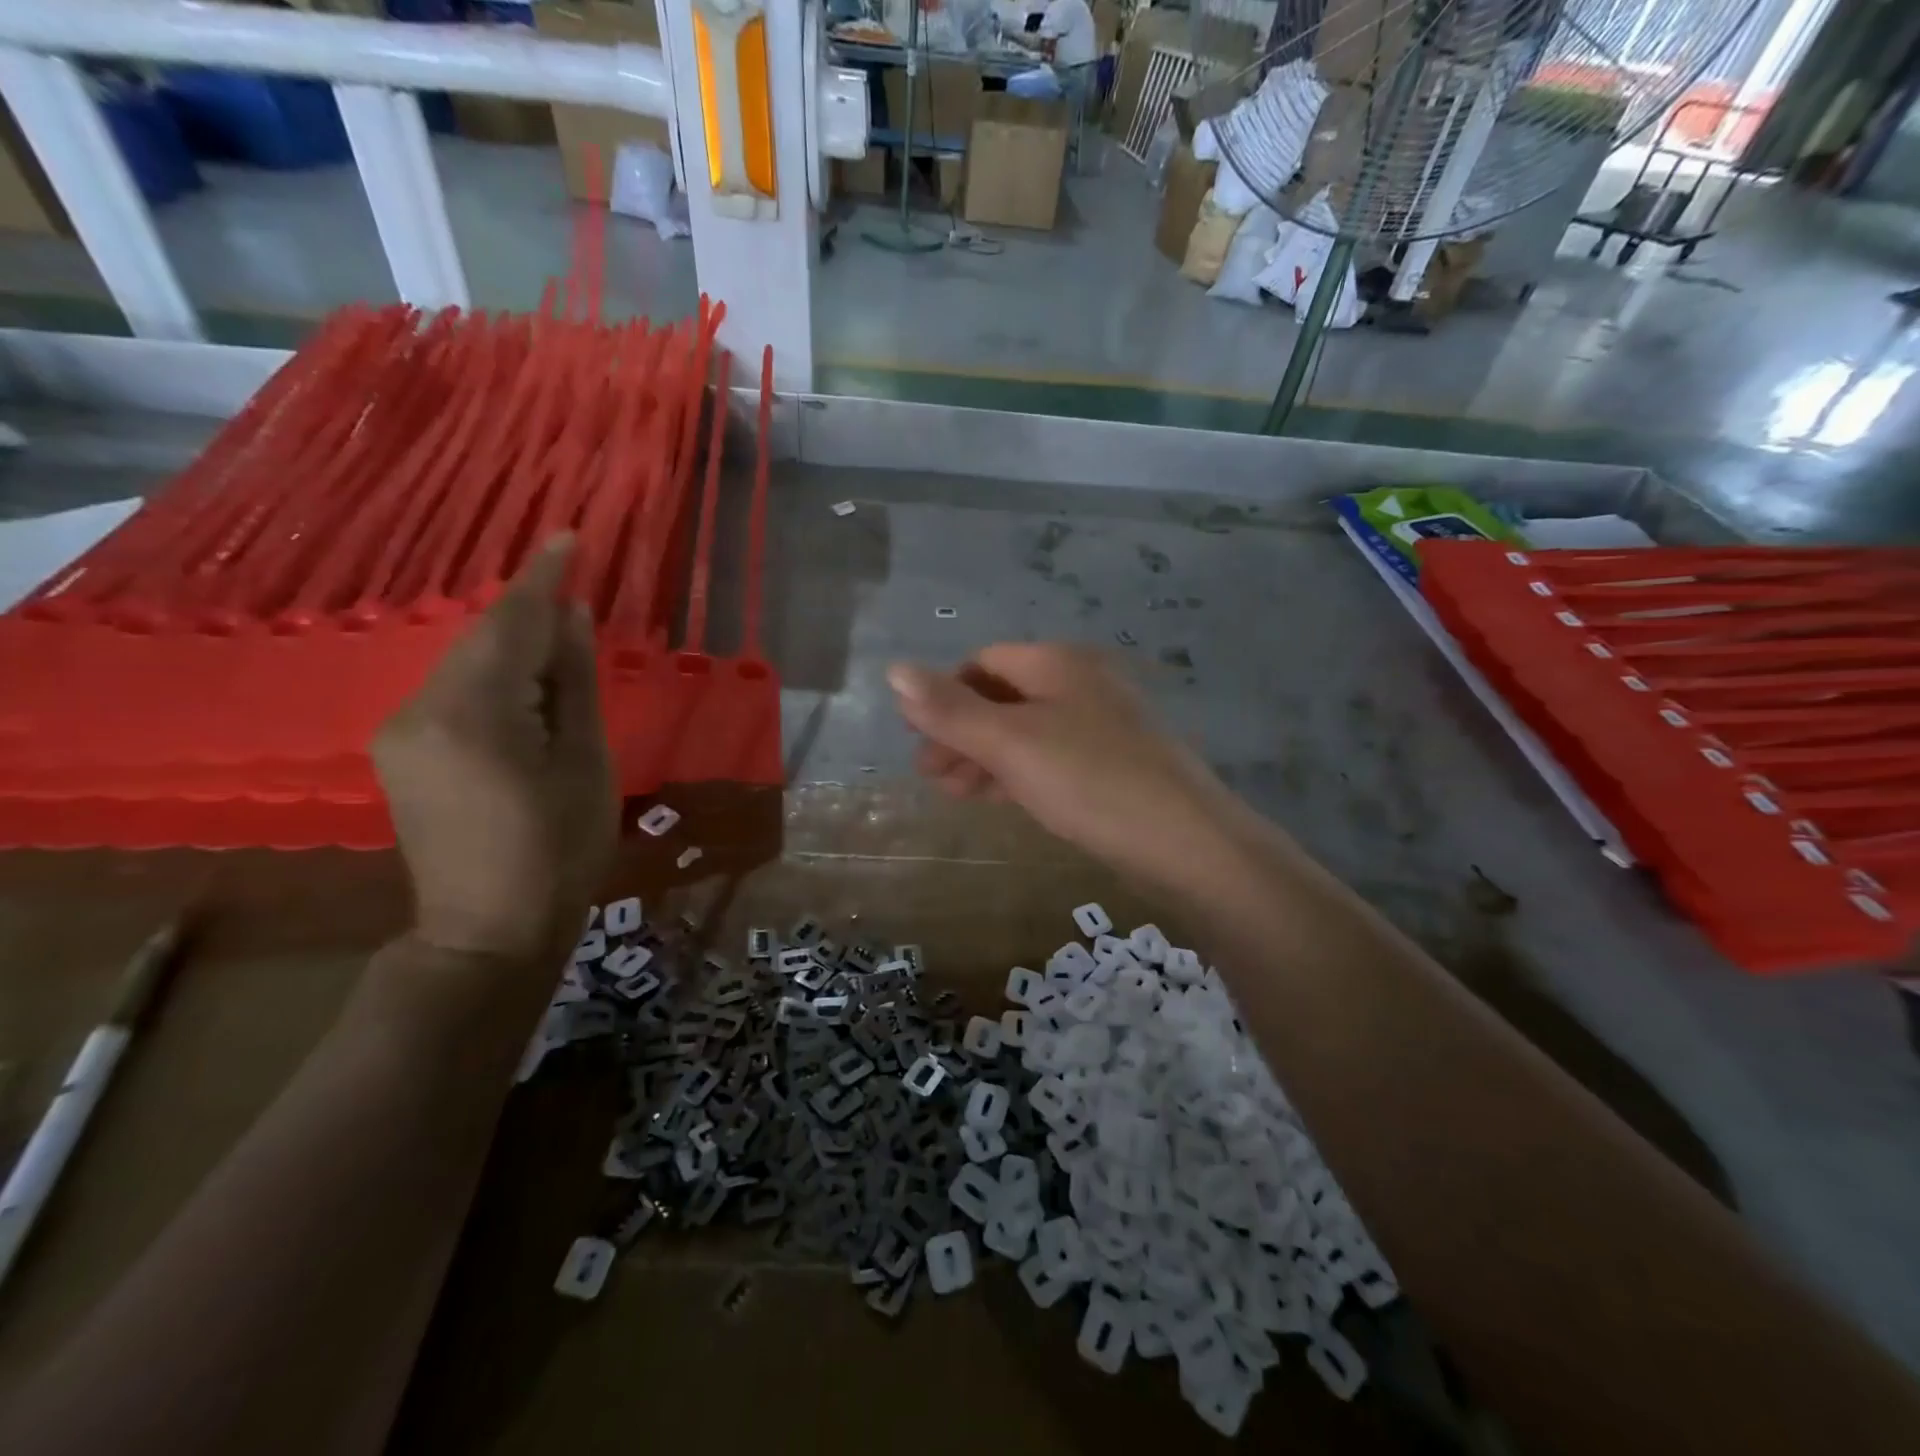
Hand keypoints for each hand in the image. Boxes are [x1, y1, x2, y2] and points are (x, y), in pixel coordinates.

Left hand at [373, 536, 615, 964]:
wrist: (488, 930)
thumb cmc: (560, 850)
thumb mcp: (585, 763)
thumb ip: (573, 683)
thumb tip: (572, 616)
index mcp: (475, 714)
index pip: (511, 624)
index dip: (544, 578)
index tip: (569, 536)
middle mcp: (421, 709)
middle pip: (482, 637)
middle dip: (528, 605)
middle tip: (573, 575)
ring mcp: (401, 731)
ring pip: (464, 661)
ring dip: (511, 638)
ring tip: (558, 621)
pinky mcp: (401, 750)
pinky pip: (453, 689)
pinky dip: (492, 671)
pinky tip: (523, 672)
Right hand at [888, 645, 1240, 883]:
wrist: (1185, 842)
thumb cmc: (1089, 780)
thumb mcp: (1010, 743)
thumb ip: (950, 710)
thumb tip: (894, 670)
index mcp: (1058, 664)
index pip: (984, 663)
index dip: (945, 695)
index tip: (918, 738)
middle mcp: (1082, 684)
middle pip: (1004, 698)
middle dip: (961, 732)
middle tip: (928, 774)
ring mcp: (1102, 726)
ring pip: (1027, 732)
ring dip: (984, 756)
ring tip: (952, 793)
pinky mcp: (1113, 765)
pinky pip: (1051, 759)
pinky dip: (1018, 773)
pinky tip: (998, 798)